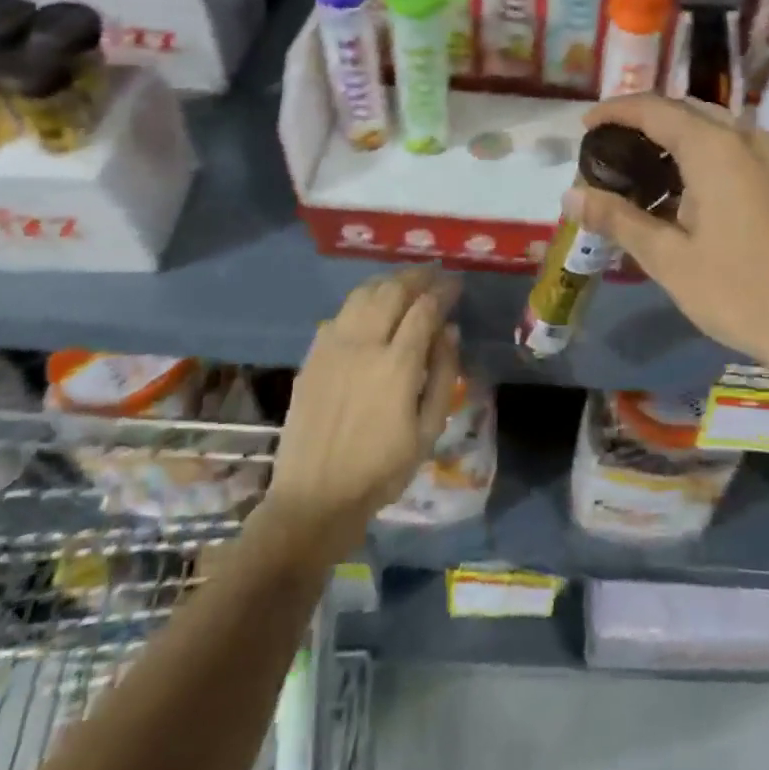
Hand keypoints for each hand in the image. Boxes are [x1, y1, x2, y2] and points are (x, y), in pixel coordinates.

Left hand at [265, 268, 460, 550]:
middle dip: (417, 276)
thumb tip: (450, 331)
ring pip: (361, 295)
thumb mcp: (428, 430)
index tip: (456, 284)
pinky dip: (360, 303)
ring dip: (387, 282)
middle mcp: (363, 345)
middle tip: (434, 273)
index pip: (424, 309)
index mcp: (396, 365)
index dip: (444, 291)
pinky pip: (338, 315)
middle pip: (392, 291)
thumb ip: (443, 375)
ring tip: (405, 282)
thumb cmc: (381, 470)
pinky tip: (370, 310)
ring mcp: (332, 348)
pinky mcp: (312, 357)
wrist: (315, 497)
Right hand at [566, 95, 768, 403]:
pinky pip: (734, 148)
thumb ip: (618, 219)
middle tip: (610, 148)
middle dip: (645, 121)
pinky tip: (681, 188)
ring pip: (713, 128)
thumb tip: (570, 196)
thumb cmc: (737, 290)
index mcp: (716, 148)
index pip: (655, 109)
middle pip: (686, 111)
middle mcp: (747, 139)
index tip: (585, 125)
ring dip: (674, 138)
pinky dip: (701, 154)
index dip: (616, 111)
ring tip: (639, 168)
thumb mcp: (668, 259)